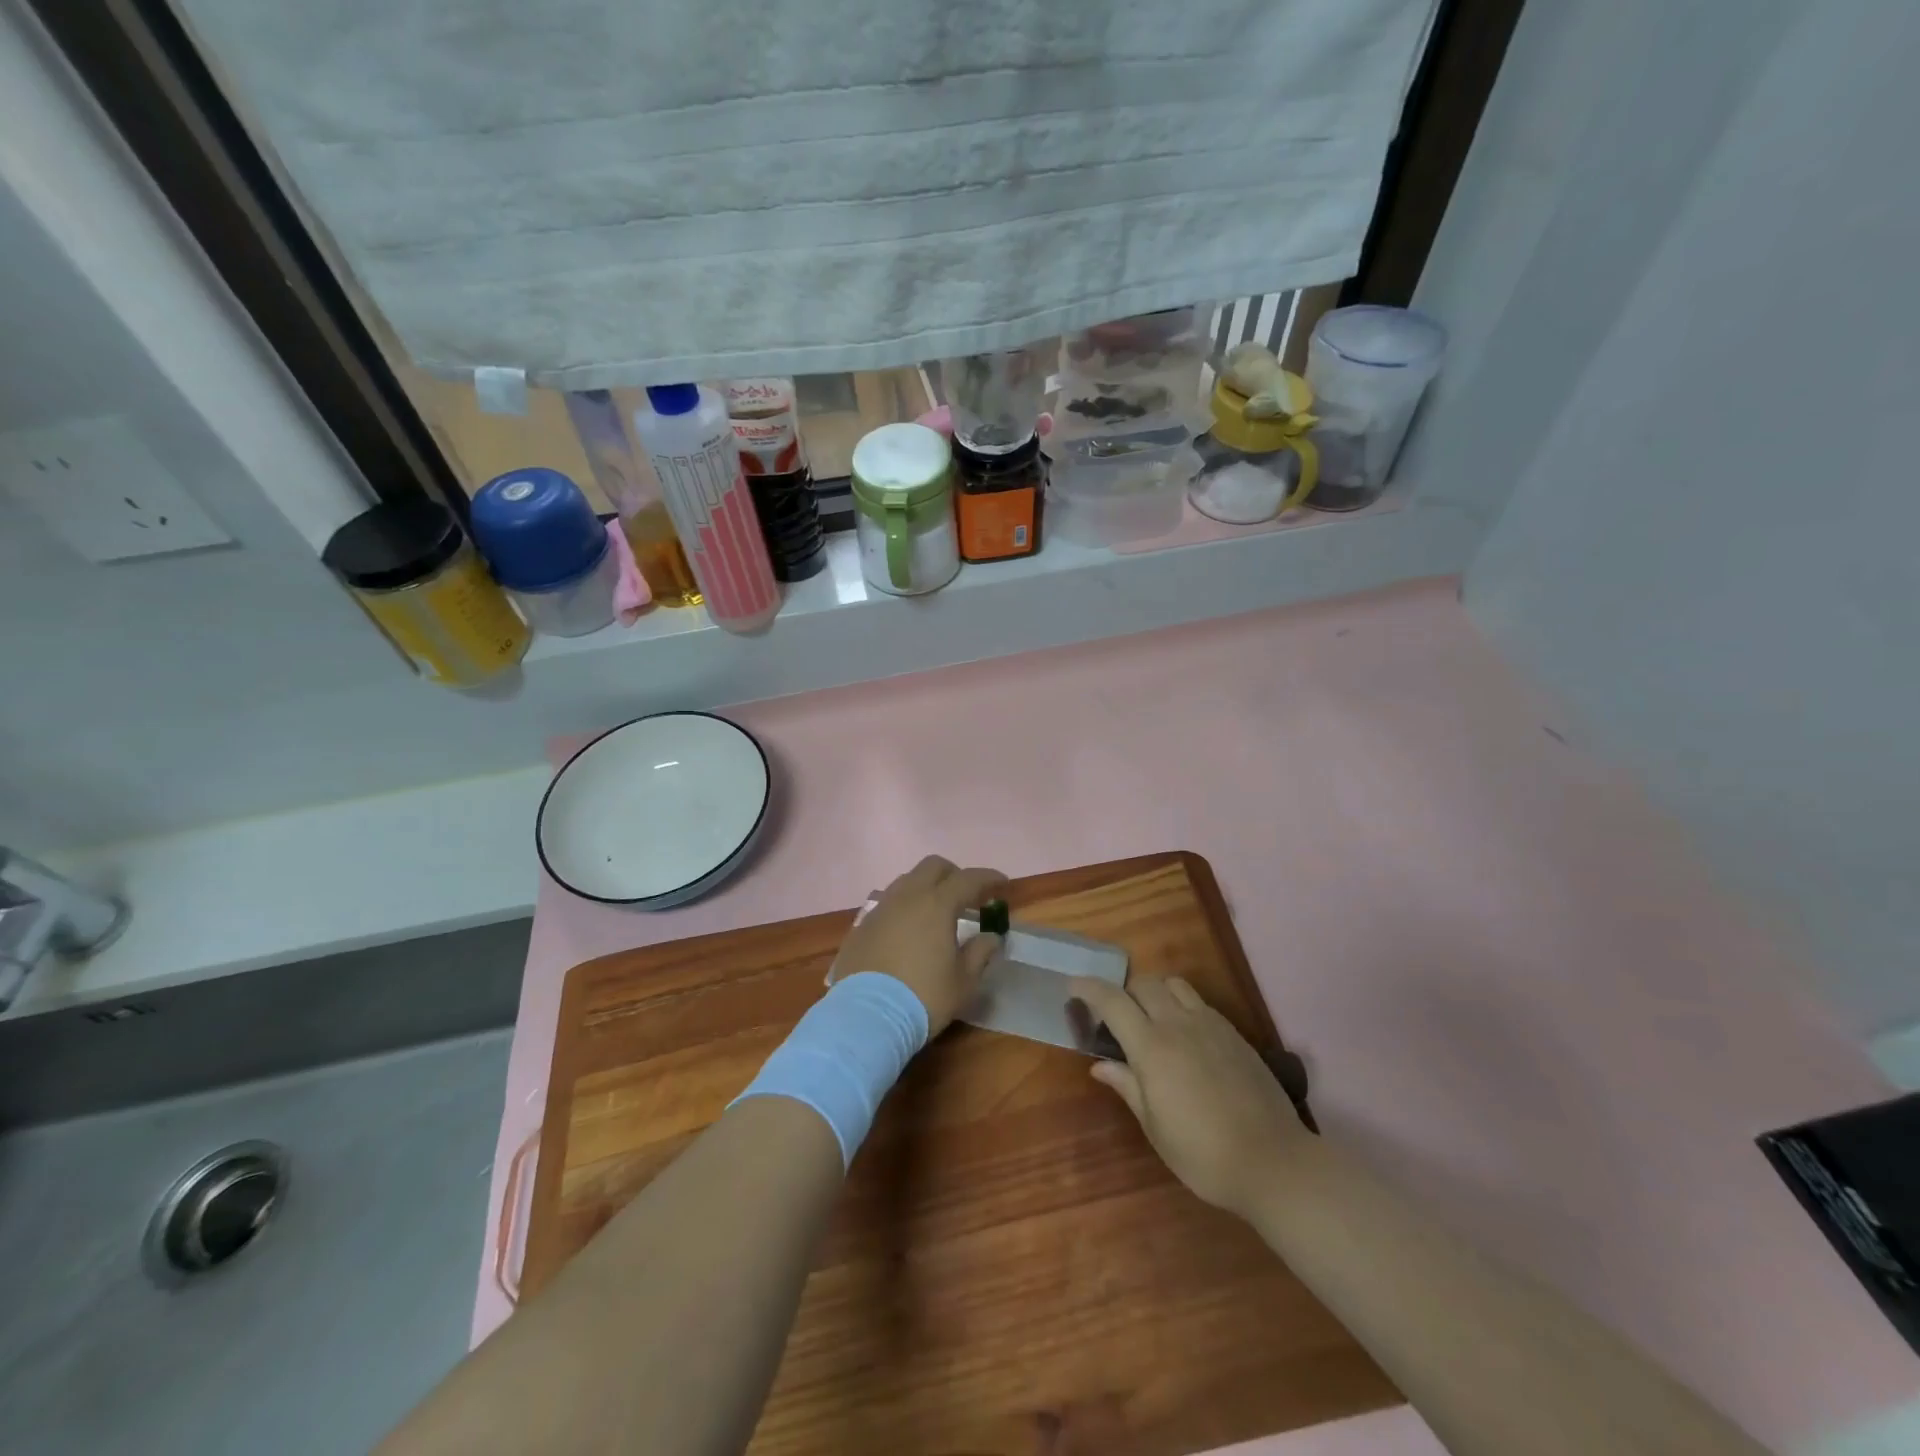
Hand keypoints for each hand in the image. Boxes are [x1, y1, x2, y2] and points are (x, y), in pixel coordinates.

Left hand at [837, 856, 1007, 1035]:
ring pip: (906, 881)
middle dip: (954, 874)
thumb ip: (980, 953)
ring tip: (935, 912)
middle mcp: (907, 897)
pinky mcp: (861, 926)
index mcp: (936, 904)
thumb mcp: (963, 981)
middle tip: (967, 895)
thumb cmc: (923, 997)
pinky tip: (907, 931)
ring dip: (926, 888)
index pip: (968, 879)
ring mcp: (880, 909)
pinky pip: (887, 904)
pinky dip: (904, 908)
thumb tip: (990, 937)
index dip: (988, 878)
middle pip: (932, 866)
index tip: (1002, 883)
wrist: (866, 1017)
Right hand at [1069, 976, 1313, 1221]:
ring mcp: (1210, 1024)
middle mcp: (1178, 1024)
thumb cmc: (1203, 1154)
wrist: (1273, 1162)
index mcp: (1151, 1047)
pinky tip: (1185, 1035)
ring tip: (1151, 1019)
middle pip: (1143, 984)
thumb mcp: (1156, 1128)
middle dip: (1123, 991)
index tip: (1073, 987)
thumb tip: (1099, 1064)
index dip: (1088, 988)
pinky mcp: (1233, 1032)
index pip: (1112, 1001)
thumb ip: (1127, 1086)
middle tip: (1115, 1017)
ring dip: (1154, 992)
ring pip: (1174, 984)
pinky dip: (1181, 1004)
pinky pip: (1199, 1002)